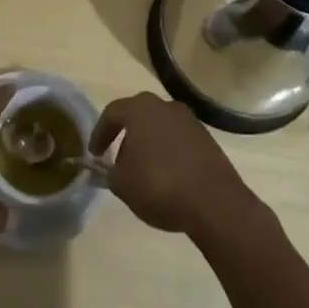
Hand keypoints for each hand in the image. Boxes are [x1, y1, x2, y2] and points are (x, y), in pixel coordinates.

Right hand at [90, 93, 258, 240]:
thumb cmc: (160, 186)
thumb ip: (109, 173)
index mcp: (140, 109)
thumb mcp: (122, 184)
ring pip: (159, 126)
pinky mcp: (206, 138)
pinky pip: (178, 139)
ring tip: (143, 170)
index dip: (99, 133)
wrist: (214, 202)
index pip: (111, 113)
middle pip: (137, 116)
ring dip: (148, 143)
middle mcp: (164, 106)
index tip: (94, 154)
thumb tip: (108, 169)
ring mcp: (189, 120)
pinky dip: (168, 151)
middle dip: (125, 136)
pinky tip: (167, 174)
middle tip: (118, 159)